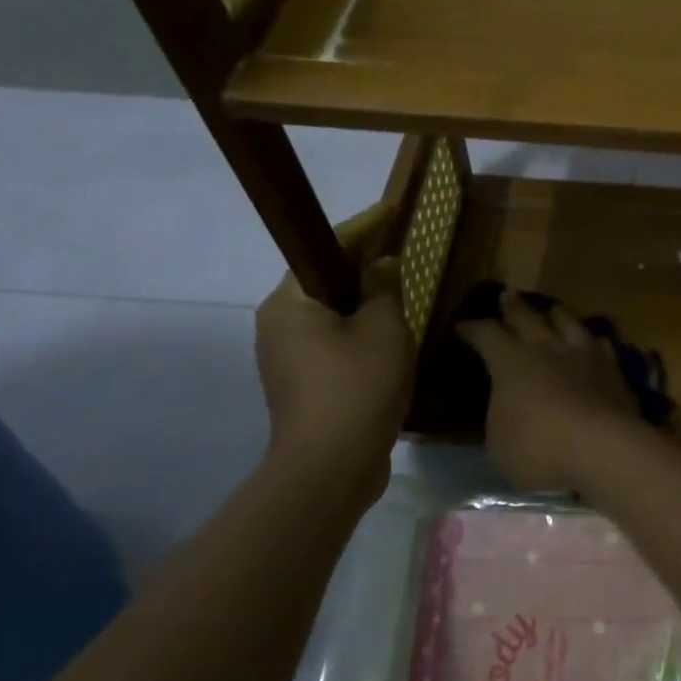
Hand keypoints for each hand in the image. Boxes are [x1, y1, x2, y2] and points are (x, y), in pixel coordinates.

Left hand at [255, 205, 414, 473]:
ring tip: (401, 291)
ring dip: (364, 302)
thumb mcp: (384, 330)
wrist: (330, 469)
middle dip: (363, 264)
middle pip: (325, 280)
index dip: (363, 227)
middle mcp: (279, 325)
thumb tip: (382, 266)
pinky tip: (391, 336)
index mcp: (290, 304)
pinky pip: (335, 342)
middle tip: (401, 251)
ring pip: (331, 314)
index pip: (325, 248)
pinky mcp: (303, 385)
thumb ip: (385, 289)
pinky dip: (361, 331)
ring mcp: (287, 358)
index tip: (392, 211)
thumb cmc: (356, 388)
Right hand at [458, 291, 649, 492]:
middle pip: (528, 317)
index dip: (472, 329)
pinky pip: (600, 344)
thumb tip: (503, 406)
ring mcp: (584, 354)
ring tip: (553, 309)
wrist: (603, 448)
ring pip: (568, 321)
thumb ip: (499, 416)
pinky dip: (592, 341)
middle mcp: (547, 347)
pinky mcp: (613, 368)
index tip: (462, 326)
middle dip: (513, 306)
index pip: (486, 334)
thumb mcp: (499, 442)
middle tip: (507, 296)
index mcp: (511, 361)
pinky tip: (594, 342)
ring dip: (557, 314)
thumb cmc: (539, 449)